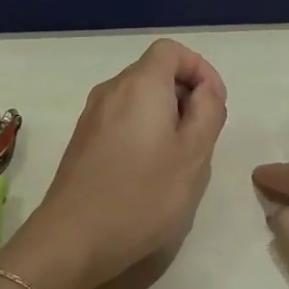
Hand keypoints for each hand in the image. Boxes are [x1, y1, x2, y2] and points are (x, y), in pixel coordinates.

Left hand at [0, 40, 227, 288]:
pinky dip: (143, 132)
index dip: (200, 69)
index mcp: (140, 84)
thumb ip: (208, 111)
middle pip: (154, 72)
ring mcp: (91, 116)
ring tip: (178, 160)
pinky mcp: (82, 141)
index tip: (215, 105)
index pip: (172, 50)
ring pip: (138, 99)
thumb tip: (205, 91)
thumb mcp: (194, 154)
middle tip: (202, 138)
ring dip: (165, 117)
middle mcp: (111, 90)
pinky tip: (148, 173)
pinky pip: (121, 120)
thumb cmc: (142, 195)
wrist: (73, 238)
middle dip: (185, 96)